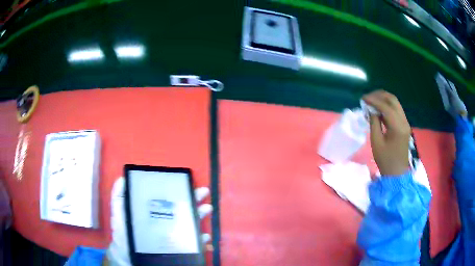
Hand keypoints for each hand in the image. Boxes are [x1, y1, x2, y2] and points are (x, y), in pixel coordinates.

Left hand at [105, 177, 212, 265]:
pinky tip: (204, 236)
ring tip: (207, 208)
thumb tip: (122, 179)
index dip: (177, 189)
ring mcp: (173, 234)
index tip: (185, 181)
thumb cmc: (123, 236)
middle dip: (194, 198)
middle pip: (182, 207)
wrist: (129, 258)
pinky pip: (193, 243)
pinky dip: (201, 239)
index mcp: (154, 211)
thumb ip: (118, 199)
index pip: (167, 198)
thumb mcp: (118, 215)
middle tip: (203, 191)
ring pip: (190, 222)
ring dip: (200, 214)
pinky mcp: (178, 248)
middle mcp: (166, 221)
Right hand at [363, 90, 410, 175]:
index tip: (363, 99)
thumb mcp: (376, 142)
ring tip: (372, 100)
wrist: (397, 173)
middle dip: (379, 95)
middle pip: (393, 100)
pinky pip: (396, 110)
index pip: (386, 107)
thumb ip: (374, 123)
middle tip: (368, 97)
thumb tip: (371, 109)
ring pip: (395, 103)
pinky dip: (387, 106)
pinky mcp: (404, 125)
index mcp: (397, 127)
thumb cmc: (385, 160)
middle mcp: (404, 121)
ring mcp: (405, 122)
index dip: (374, 100)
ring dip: (384, 99)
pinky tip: (379, 109)